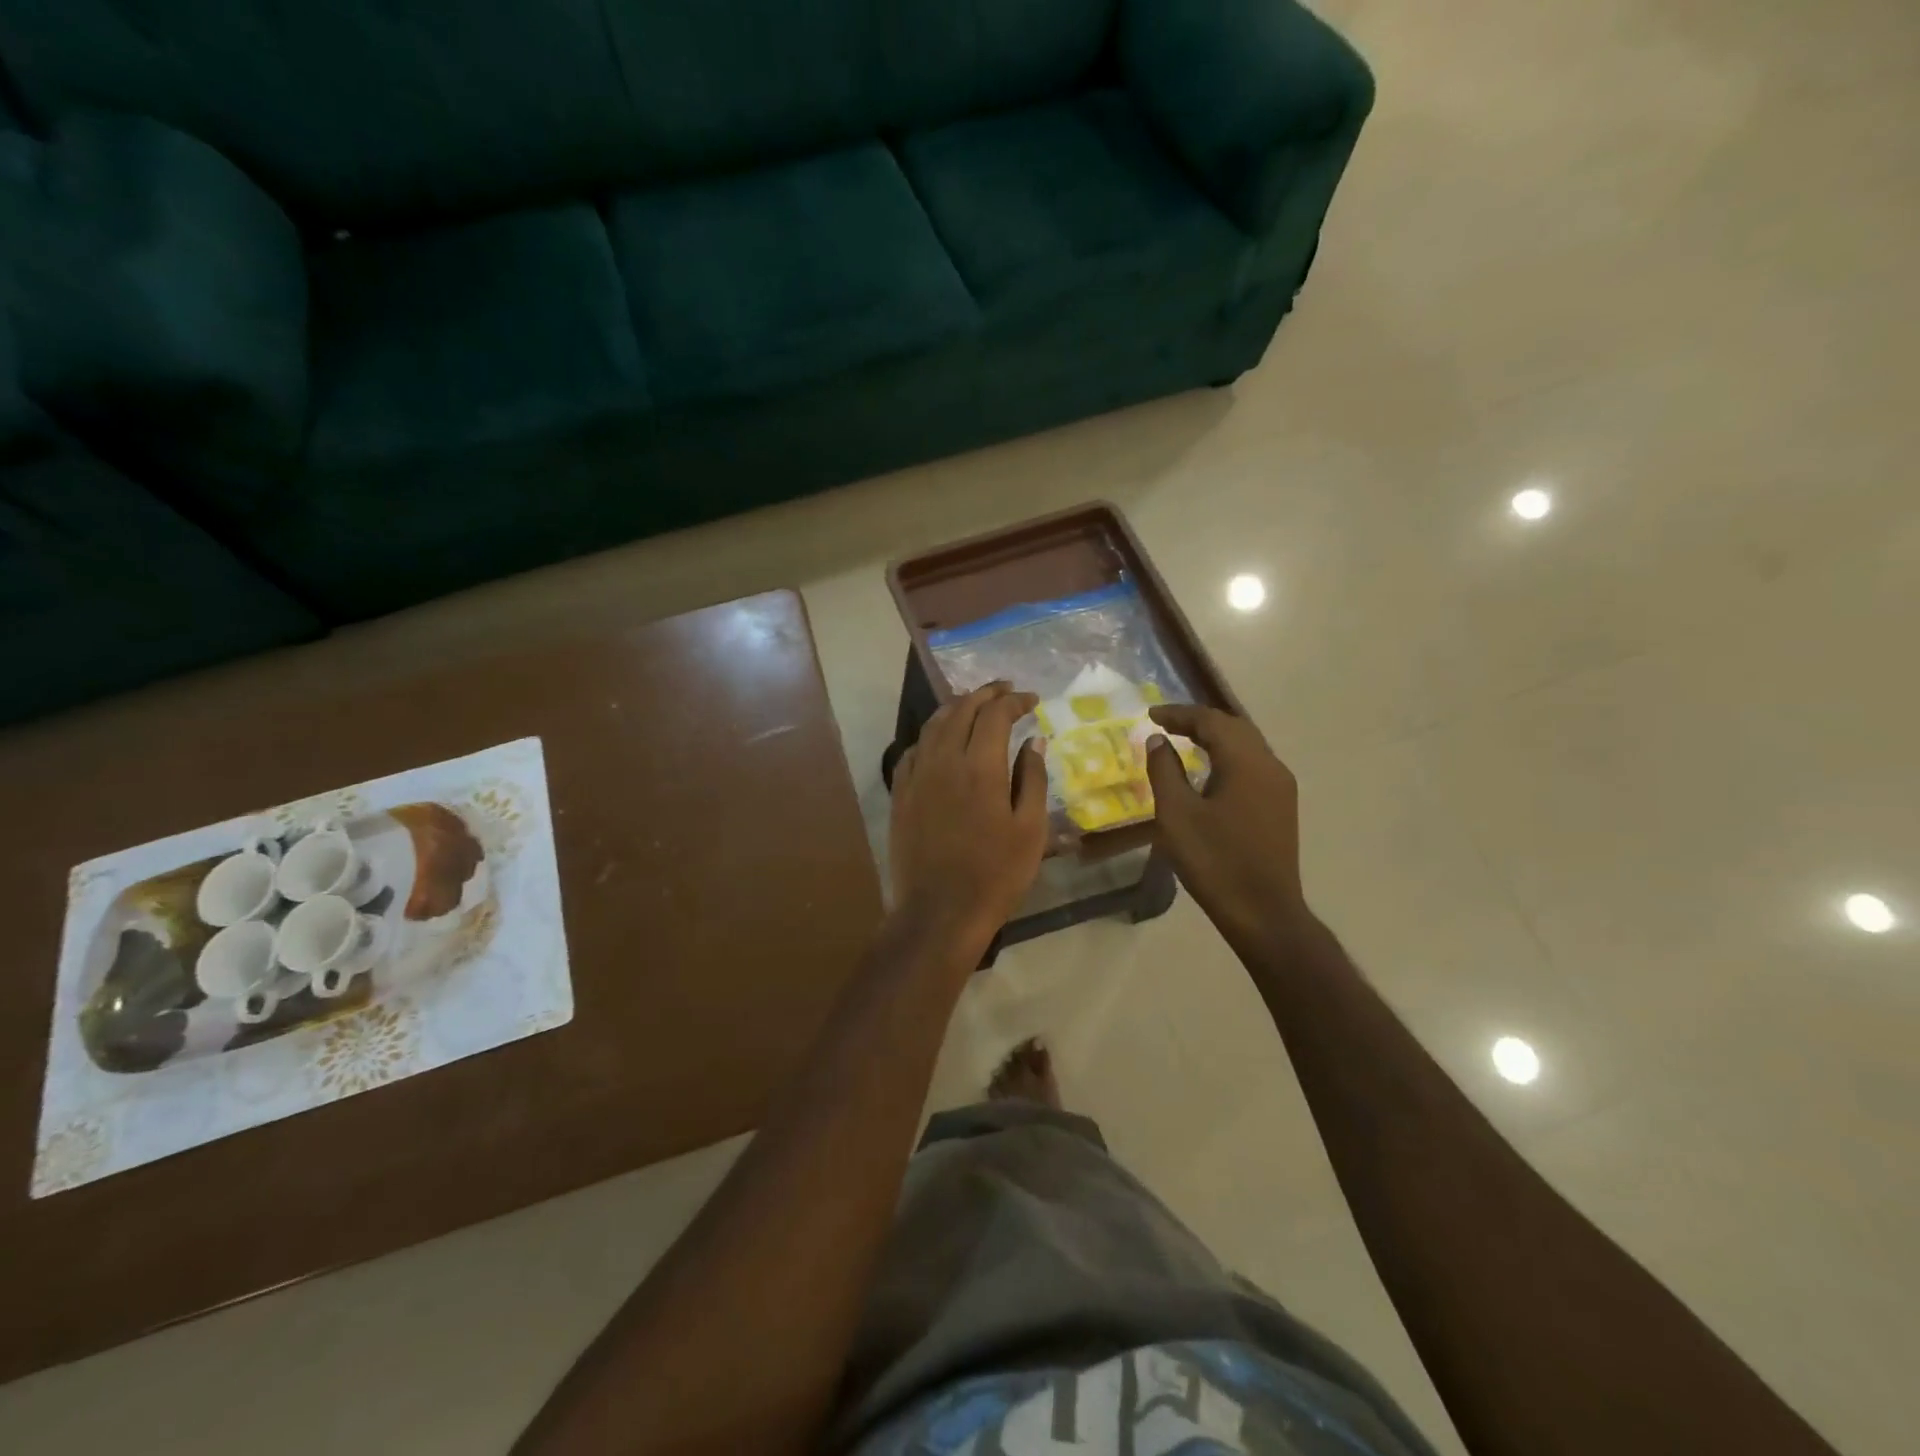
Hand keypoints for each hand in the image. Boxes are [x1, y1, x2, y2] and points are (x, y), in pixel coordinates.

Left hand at [890, 682, 1047, 945]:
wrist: (939, 912)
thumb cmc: (995, 874)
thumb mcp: (1030, 829)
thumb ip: (1032, 778)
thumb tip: (1032, 741)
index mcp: (979, 766)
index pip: (995, 714)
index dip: (1014, 700)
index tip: (1031, 700)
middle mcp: (943, 760)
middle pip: (961, 710)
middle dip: (985, 694)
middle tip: (1005, 690)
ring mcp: (916, 776)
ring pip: (933, 725)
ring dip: (956, 707)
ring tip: (974, 704)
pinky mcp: (900, 794)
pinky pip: (914, 749)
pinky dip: (932, 734)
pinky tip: (941, 740)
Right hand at [1144, 704, 1310, 951]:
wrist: (1263, 912)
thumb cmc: (1214, 861)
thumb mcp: (1177, 815)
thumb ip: (1165, 770)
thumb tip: (1158, 740)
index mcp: (1246, 762)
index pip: (1211, 720)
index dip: (1179, 714)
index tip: (1150, 715)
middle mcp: (1270, 765)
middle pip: (1234, 726)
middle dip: (1198, 720)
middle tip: (1165, 723)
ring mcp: (1281, 786)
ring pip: (1247, 744)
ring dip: (1215, 736)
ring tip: (1184, 740)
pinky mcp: (1282, 805)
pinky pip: (1253, 763)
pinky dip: (1228, 755)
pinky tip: (1210, 769)